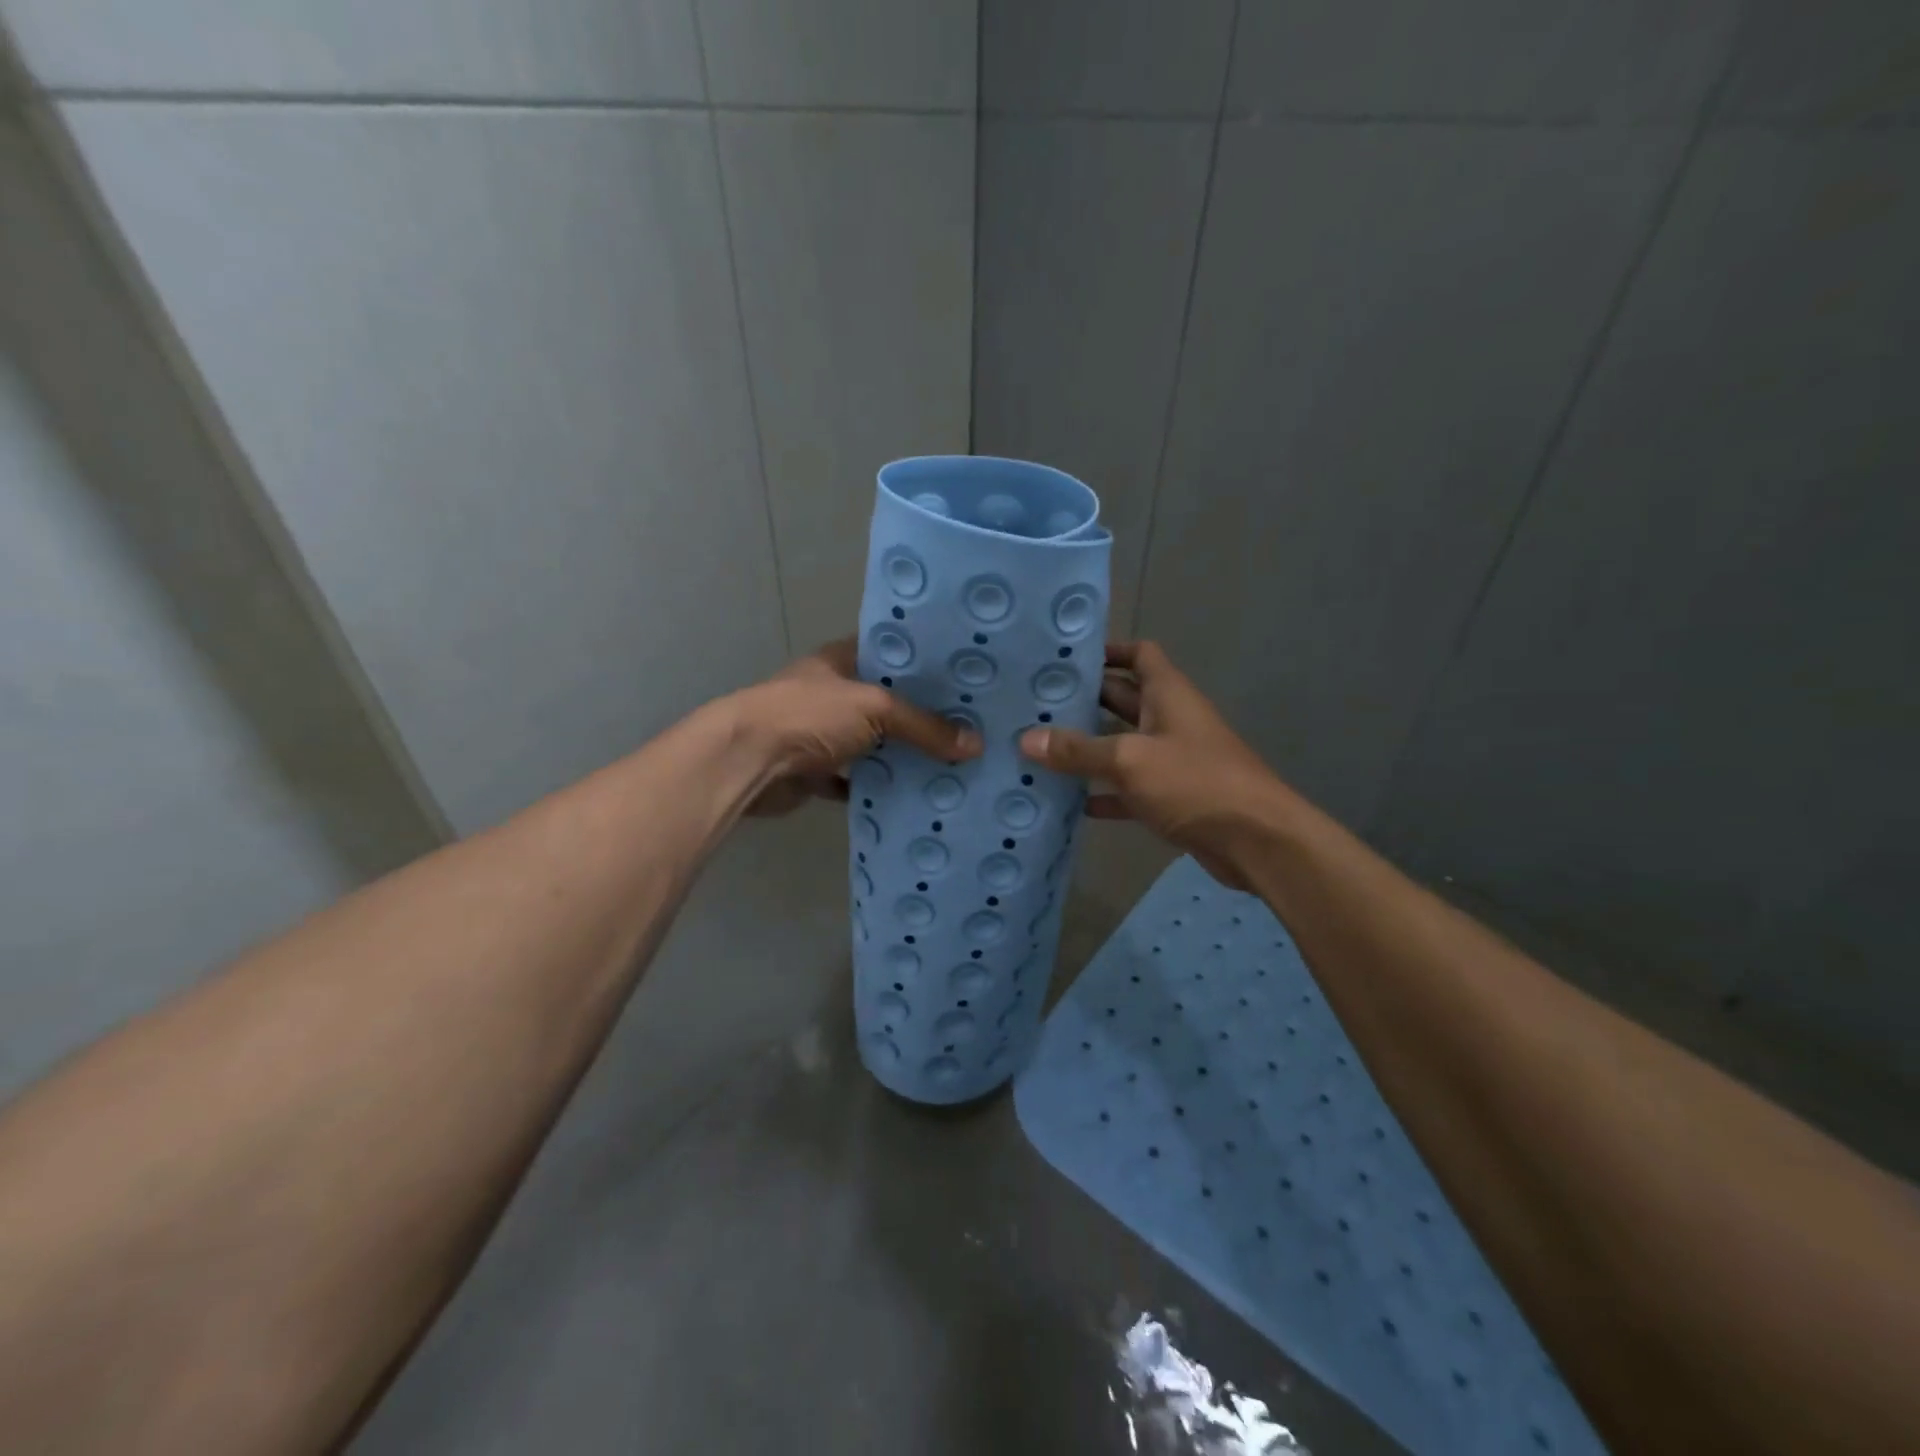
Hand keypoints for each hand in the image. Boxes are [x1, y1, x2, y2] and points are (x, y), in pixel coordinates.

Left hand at [730, 638, 981, 816]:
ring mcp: (821, 732)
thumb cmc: (809, 715)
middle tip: (970, 725)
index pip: (890, 652)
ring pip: (872, 742)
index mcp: (840, 661)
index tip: (963, 676)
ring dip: (901, 754)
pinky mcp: (815, 771)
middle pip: (886, 702)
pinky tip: (913, 793)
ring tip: (952, 761)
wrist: (747, 762)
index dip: (924, 662)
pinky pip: (856, 779)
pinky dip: (877, 787)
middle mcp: (831, 693)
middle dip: (921, 715)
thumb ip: (924, 726)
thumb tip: (975, 745)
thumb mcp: (875, 708)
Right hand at [1019, 641, 1291, 889]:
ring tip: (1040, 749)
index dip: (1108, 650)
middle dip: (1084, 701)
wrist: (1257, 841)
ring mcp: (1171, 761)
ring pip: (1122, 746)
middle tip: (1035, 705)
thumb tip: (1027, 739)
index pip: (1139, 655)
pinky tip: (1070, 802)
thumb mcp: (1130, 760)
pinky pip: (1129, 789)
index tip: (1066, 659)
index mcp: (1168, 695)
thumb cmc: (1195, 782)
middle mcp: (1170, 721)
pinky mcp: (1171, 798)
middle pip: (1122, 700)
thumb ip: (1079, 751)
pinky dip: (1104, 793)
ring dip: (1089, 749)